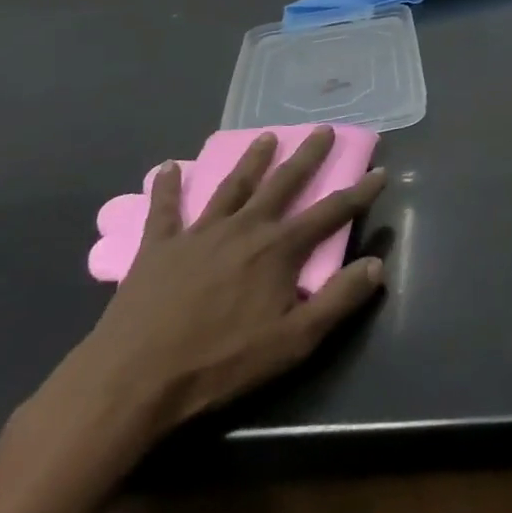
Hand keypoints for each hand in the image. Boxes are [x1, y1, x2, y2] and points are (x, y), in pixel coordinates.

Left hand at [50, 128, 387, 451]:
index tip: (380, 172)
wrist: (131, 383)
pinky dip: (167, 186)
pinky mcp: (158, 248)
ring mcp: (199, 234)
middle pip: (283, 183)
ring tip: (266, 136)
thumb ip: (339, 300)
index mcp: (279, 249)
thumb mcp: (293, 342)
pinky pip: (164, 209)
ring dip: (252, 160)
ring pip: (233, 186)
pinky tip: (168, 166)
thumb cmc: (219, 364)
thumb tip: (377, 265)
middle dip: (307, 155)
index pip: (331, 212)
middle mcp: (245, 228)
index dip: (360, 192)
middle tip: (323, 129)